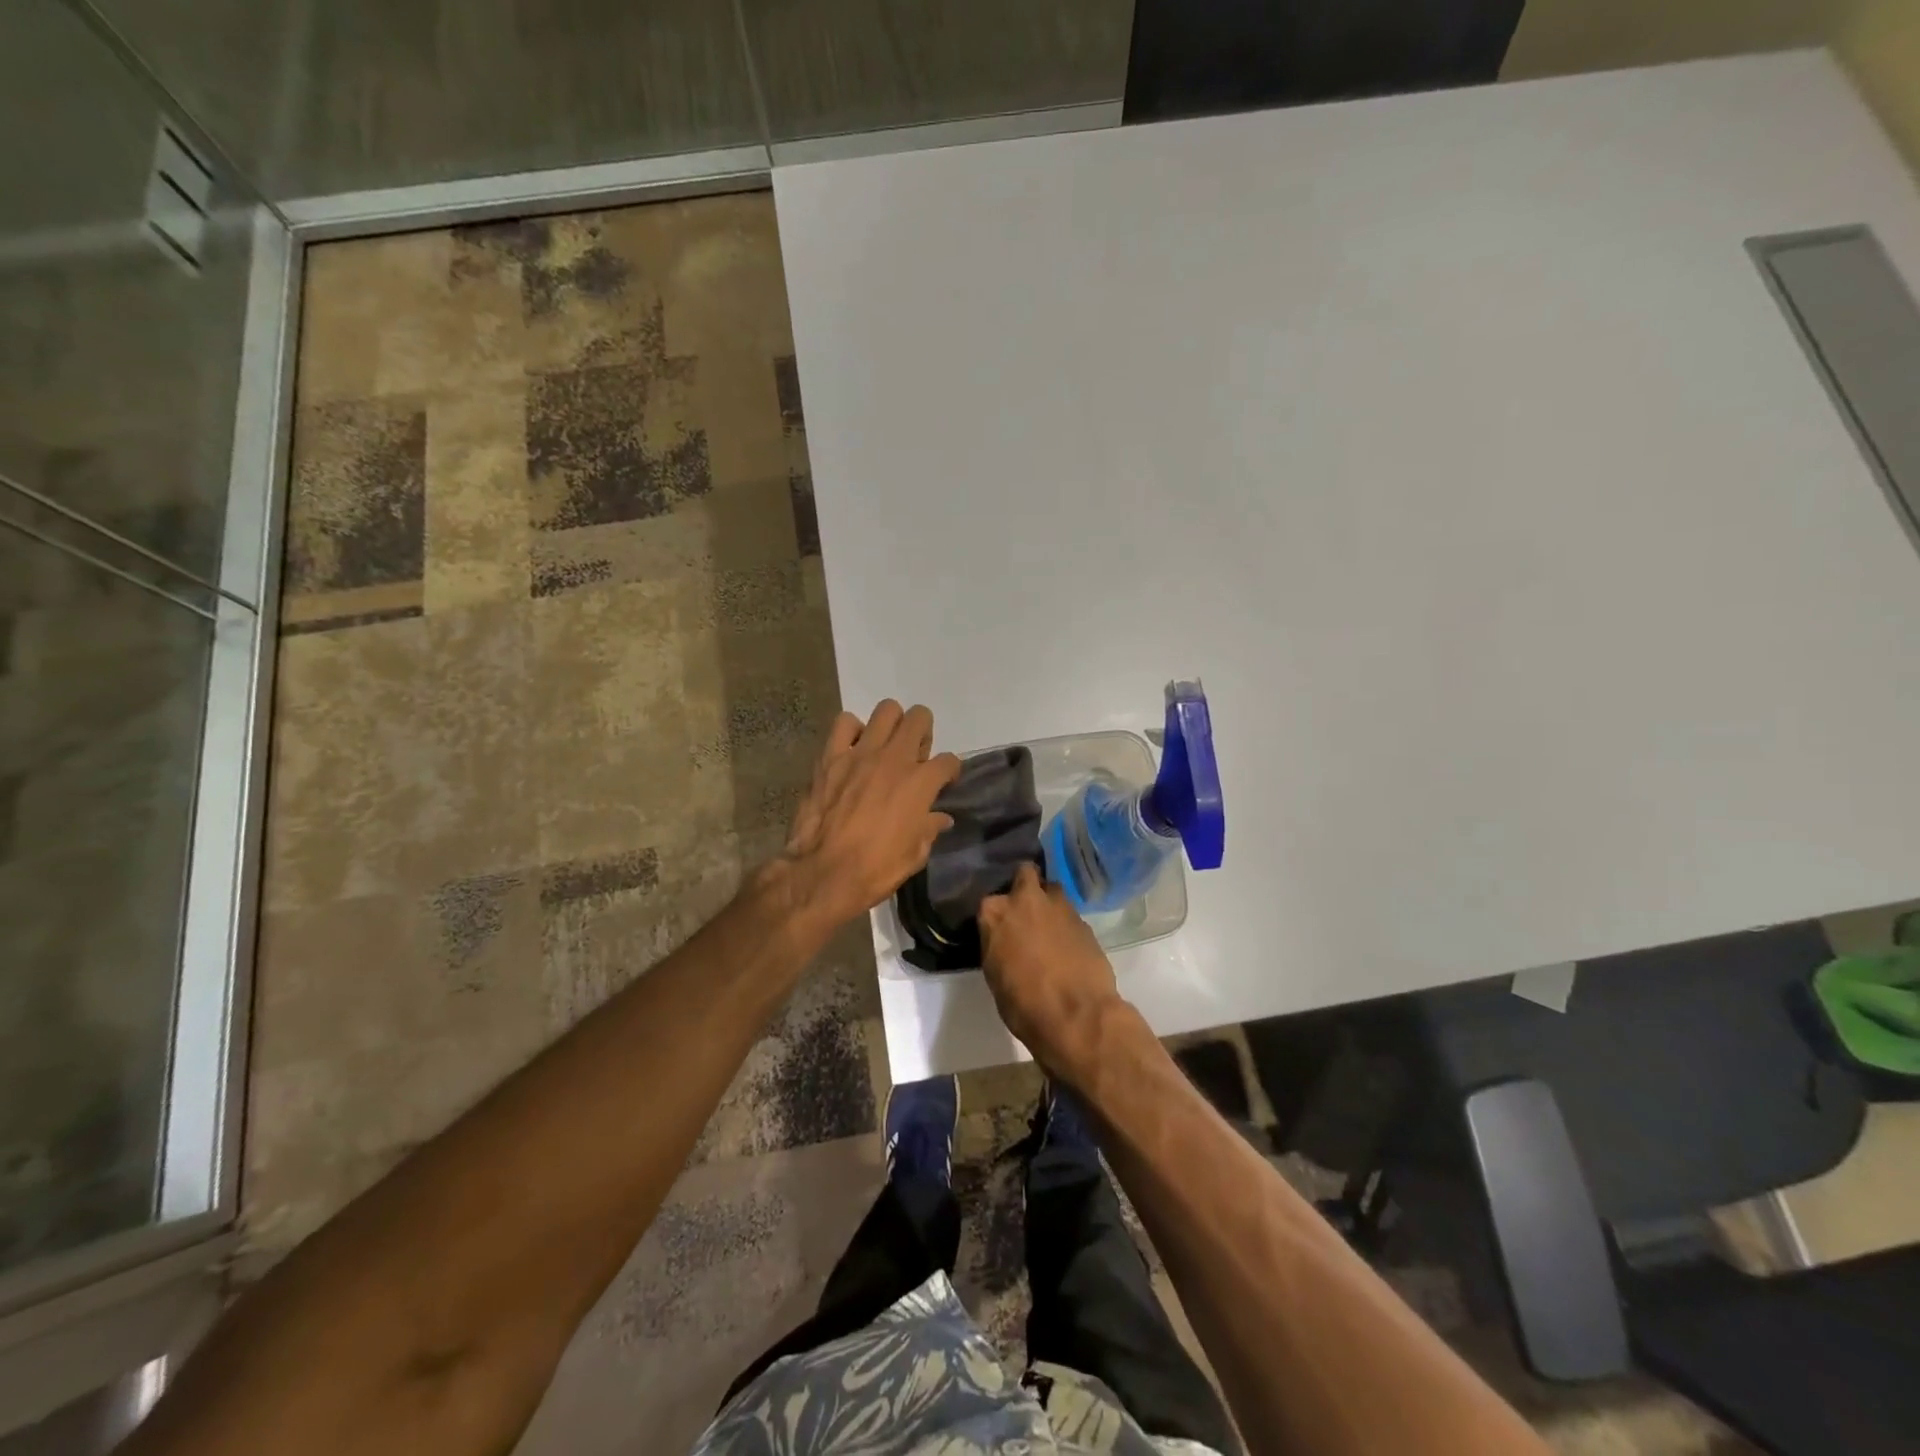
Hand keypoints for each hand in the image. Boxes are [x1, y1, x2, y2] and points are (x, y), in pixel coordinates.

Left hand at [774, 700, 961, 936]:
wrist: (824, 873)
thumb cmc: (876, 868)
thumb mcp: (915, 855)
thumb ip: (929, 829)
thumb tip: (941, 819)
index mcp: (921, 783)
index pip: (949, 761)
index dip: (950, 771)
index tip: (943, 781)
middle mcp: (895, 759)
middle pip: (920, 718)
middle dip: (923, 734)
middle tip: (914, 756)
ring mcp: (861, 753)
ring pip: (886, 710)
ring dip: (891, 725)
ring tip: (884, 746)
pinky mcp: (831, 756)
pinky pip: (844, 723)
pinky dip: (852, 731)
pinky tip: (852, 749)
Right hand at [978, 862, 1125, 1073]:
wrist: (1076, 1015)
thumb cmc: (1024, 1004)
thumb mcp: (995, 976)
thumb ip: (998, 946)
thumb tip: (1006, 942)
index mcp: (995, 913)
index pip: (989, 901)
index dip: (996, 914)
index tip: (998, 927)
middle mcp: (1026, 900)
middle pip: (1025, 874)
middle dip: (1025, 886)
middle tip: (1025, 910)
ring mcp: (1059, 907)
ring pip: (1052, 890)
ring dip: (1049, 903)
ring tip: (1049, 927)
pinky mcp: (1084, 920)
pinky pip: (1071, 914)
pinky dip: (1067, 925)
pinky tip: (1068, 945)